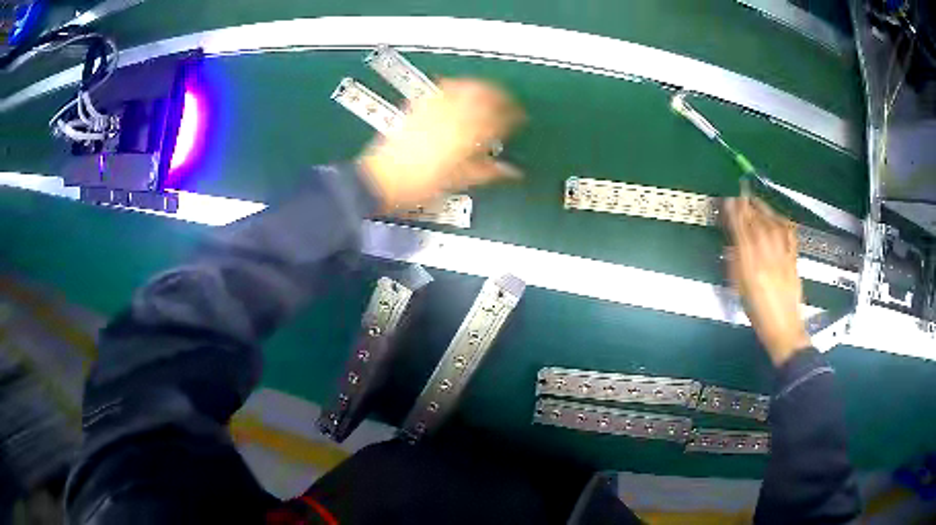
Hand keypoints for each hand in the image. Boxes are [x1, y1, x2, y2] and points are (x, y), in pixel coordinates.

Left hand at [358, 78, 523, 211]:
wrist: (384, 180)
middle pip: (484, 95)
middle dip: (500, 96)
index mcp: (467, 135)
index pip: (498, 118)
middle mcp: (453, 116)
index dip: (512, 116)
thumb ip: (488, 171)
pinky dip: (454, 84)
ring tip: (488, 90)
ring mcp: (434, 109)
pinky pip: (441, 88)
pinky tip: (457, 85)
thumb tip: (511, 171)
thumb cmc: (421, 184)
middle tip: (507, 101)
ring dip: (480, 86)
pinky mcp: (418, 107)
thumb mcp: (460, 180)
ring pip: (465, 87)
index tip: (519, 118)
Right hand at [724, 197, 810, 365]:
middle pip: (757, 224)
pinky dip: (782, 222)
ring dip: (763, 210)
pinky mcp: (794, 259)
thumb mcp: (740, 290)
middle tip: (739, 197)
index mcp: (750, 266)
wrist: (783, 328)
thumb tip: (733, 243)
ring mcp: (782, 256)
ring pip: (773, 225)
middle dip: (747, 208)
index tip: (729, 200)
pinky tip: (778, 217)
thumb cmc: (757, 313)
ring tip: (755, 201)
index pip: (741, 231)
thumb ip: (736, 265)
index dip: (735, 214)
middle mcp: (767, 257)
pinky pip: (789, 235)